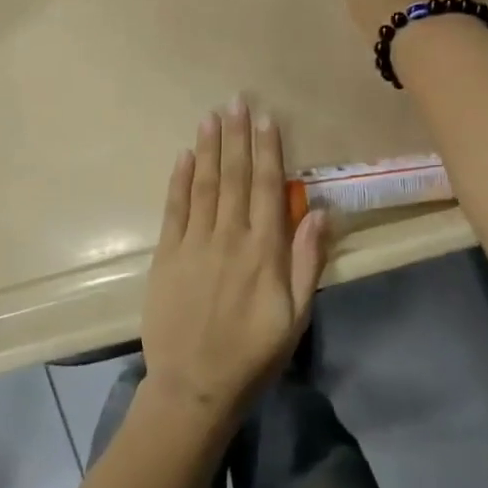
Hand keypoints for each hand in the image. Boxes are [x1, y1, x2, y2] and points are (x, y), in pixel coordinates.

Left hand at [141, 99, 329, 427]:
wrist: (195, 386)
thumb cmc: (254, 354)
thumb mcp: (296, 315)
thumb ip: (308, 260)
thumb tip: (320, 210)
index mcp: (264, 251)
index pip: (267, 188)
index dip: (267, 151)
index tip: (267, 119)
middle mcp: (229, 237)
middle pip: (234, 177)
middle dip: (236, 136)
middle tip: (236, 100)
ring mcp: (194, 244)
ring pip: (204, 184)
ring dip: (209, 148)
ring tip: (212, 116)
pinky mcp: (166, 255)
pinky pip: (174, 208)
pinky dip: (179, 179)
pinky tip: (184, 155)